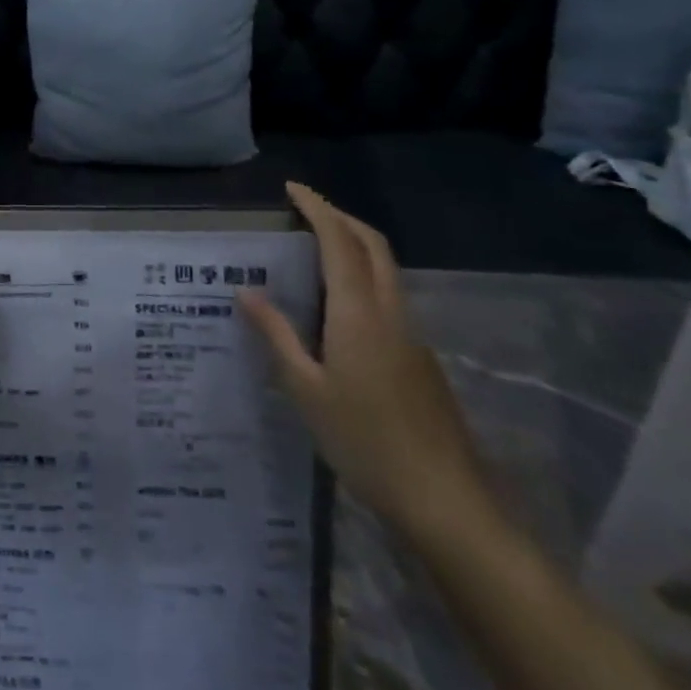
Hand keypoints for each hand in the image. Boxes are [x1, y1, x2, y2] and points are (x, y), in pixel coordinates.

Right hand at [238, 183, 495, 545]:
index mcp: (358, 312)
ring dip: (355, 245)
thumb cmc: (364, 441)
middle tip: (304, 211)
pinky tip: (338, 309)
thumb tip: (245, 291)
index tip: (292, 188)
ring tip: (315, 251)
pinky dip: (364, 277)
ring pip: (386, 268)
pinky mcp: (421, 357)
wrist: (445, 501)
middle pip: (372, 244)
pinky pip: (390, 296)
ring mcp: (411, 334)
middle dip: (340, 217)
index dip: (317, 207)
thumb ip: (276, 334)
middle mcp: (389, 311)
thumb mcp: (306, 389)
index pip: (338, 240)